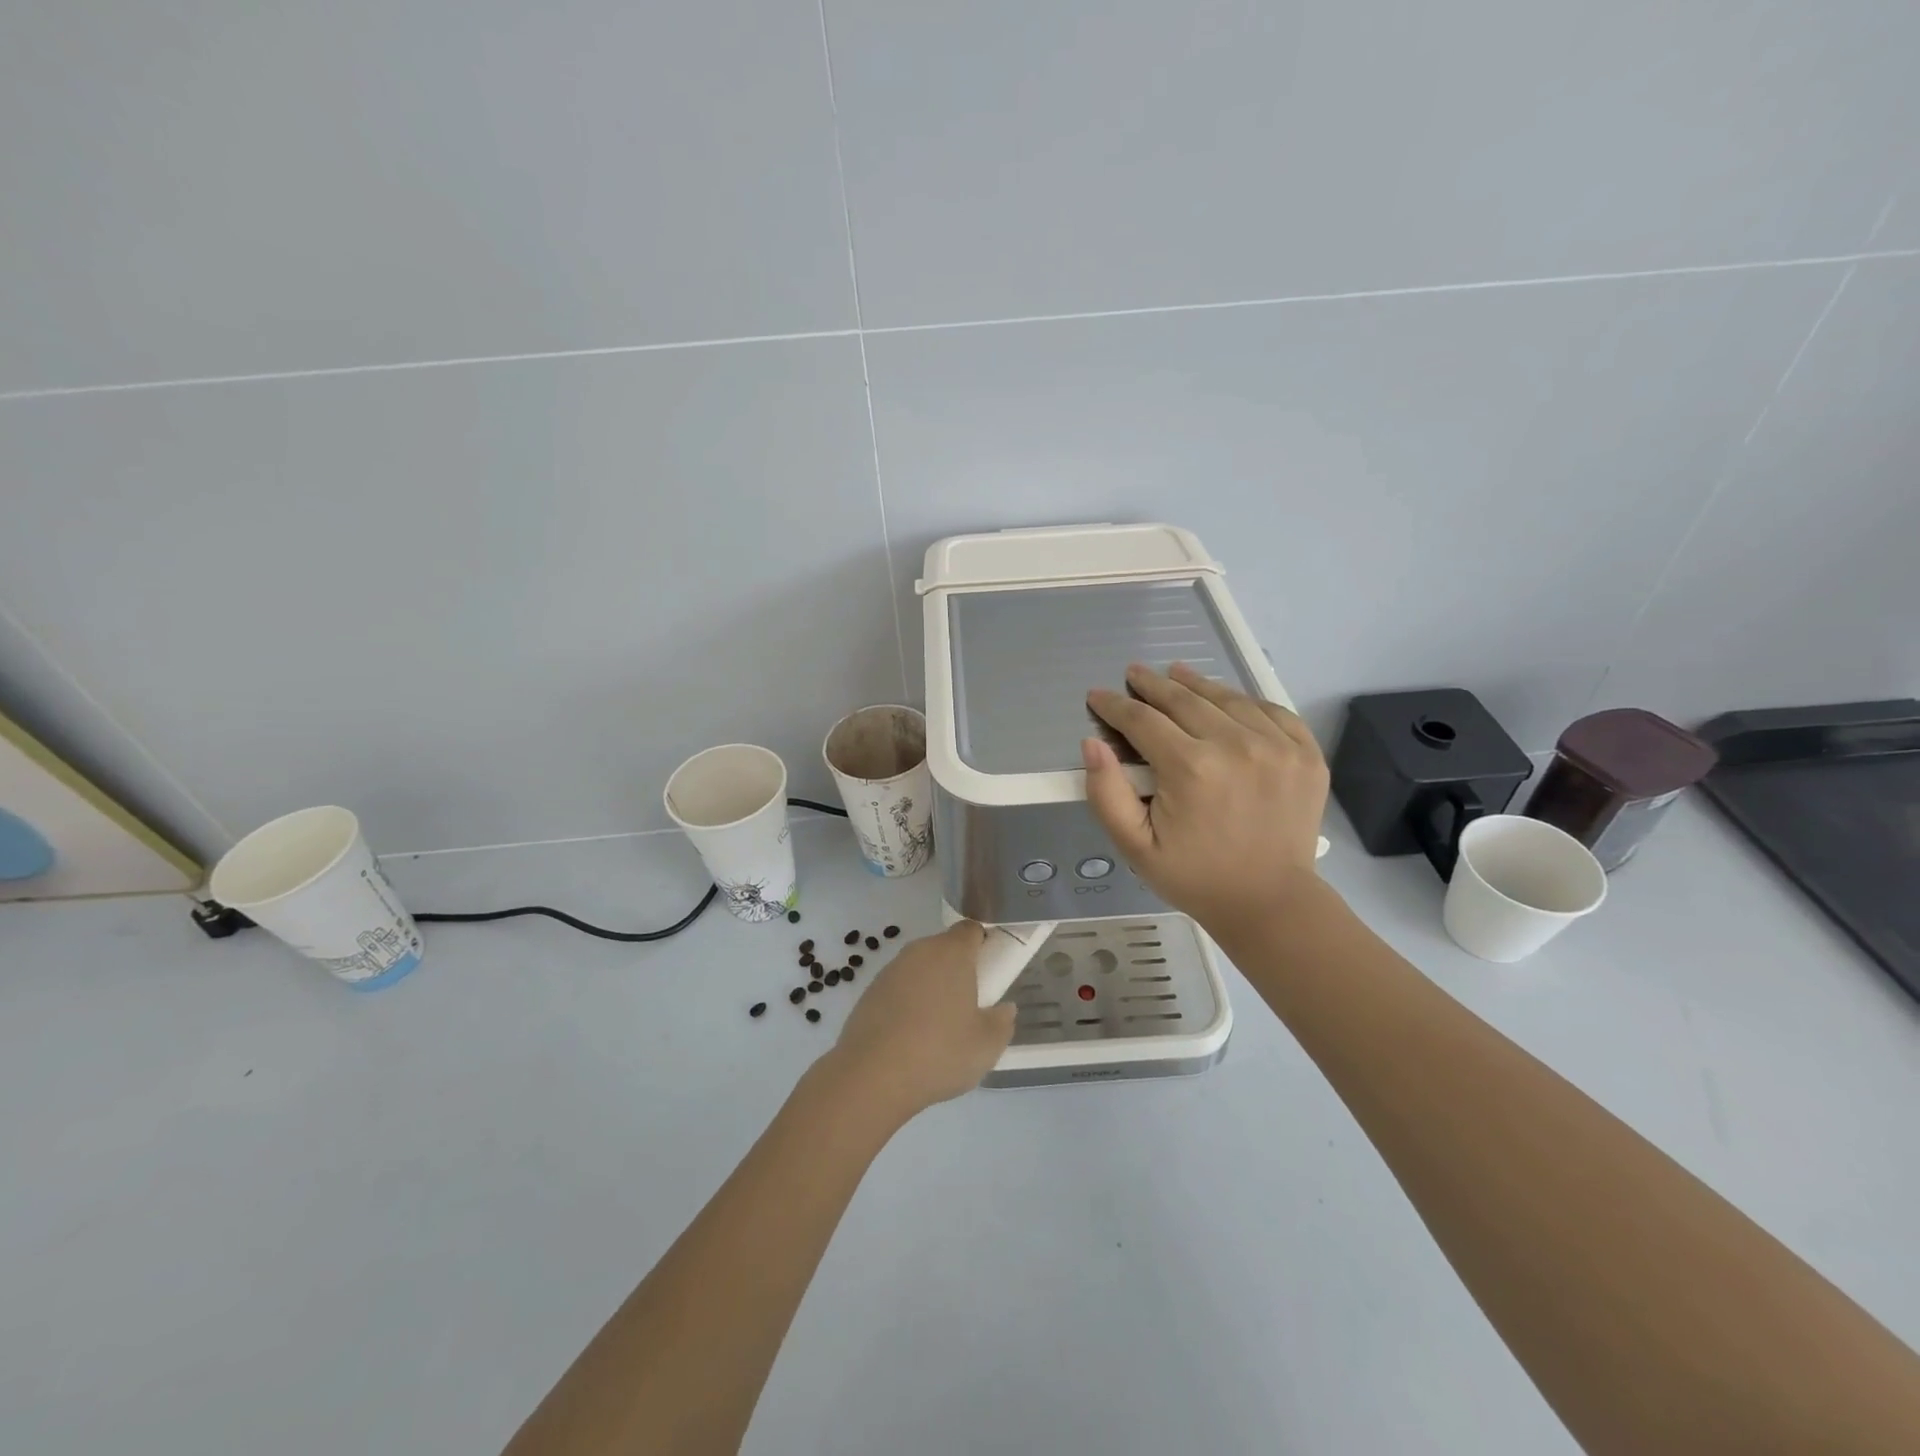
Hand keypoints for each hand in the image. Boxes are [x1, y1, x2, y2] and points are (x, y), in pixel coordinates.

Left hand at [827, 921, 1016, 1121]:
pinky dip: (908, 1004)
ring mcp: (890, 970)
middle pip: (945, 949)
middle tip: (970, 1004)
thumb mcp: (987, 1045)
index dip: (984, 944)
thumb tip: (1004, 1009)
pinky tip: (911, 1038)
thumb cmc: (939, 1052)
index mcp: (951, 952)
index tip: (991, 970)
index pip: (972, 930)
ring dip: (932, 987)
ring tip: (939, 1027)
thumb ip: (1002, 1022)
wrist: (871, 1075)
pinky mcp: (869, 992)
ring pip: (920, 969)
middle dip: (958, 969)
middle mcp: (919, 951)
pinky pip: (899, 989)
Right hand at [1083, 662, 1328, 935]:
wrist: (1269, 902)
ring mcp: (1278, 746)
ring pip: (1228, 698)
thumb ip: (1106, 793)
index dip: (1115, 705)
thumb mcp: (1134, 846)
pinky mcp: (1306, 753)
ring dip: (1196, 684)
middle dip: (1152, 685)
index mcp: (1190, 768)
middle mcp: (1236, 745)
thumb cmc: (1194, 876)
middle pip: (1184, 699)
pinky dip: (1245, 701)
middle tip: (1134, 672)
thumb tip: (1092, 742)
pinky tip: (1227, 700)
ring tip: (1176, 673)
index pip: (1142, 720)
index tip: (1097, 695)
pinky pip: (1272, 711)